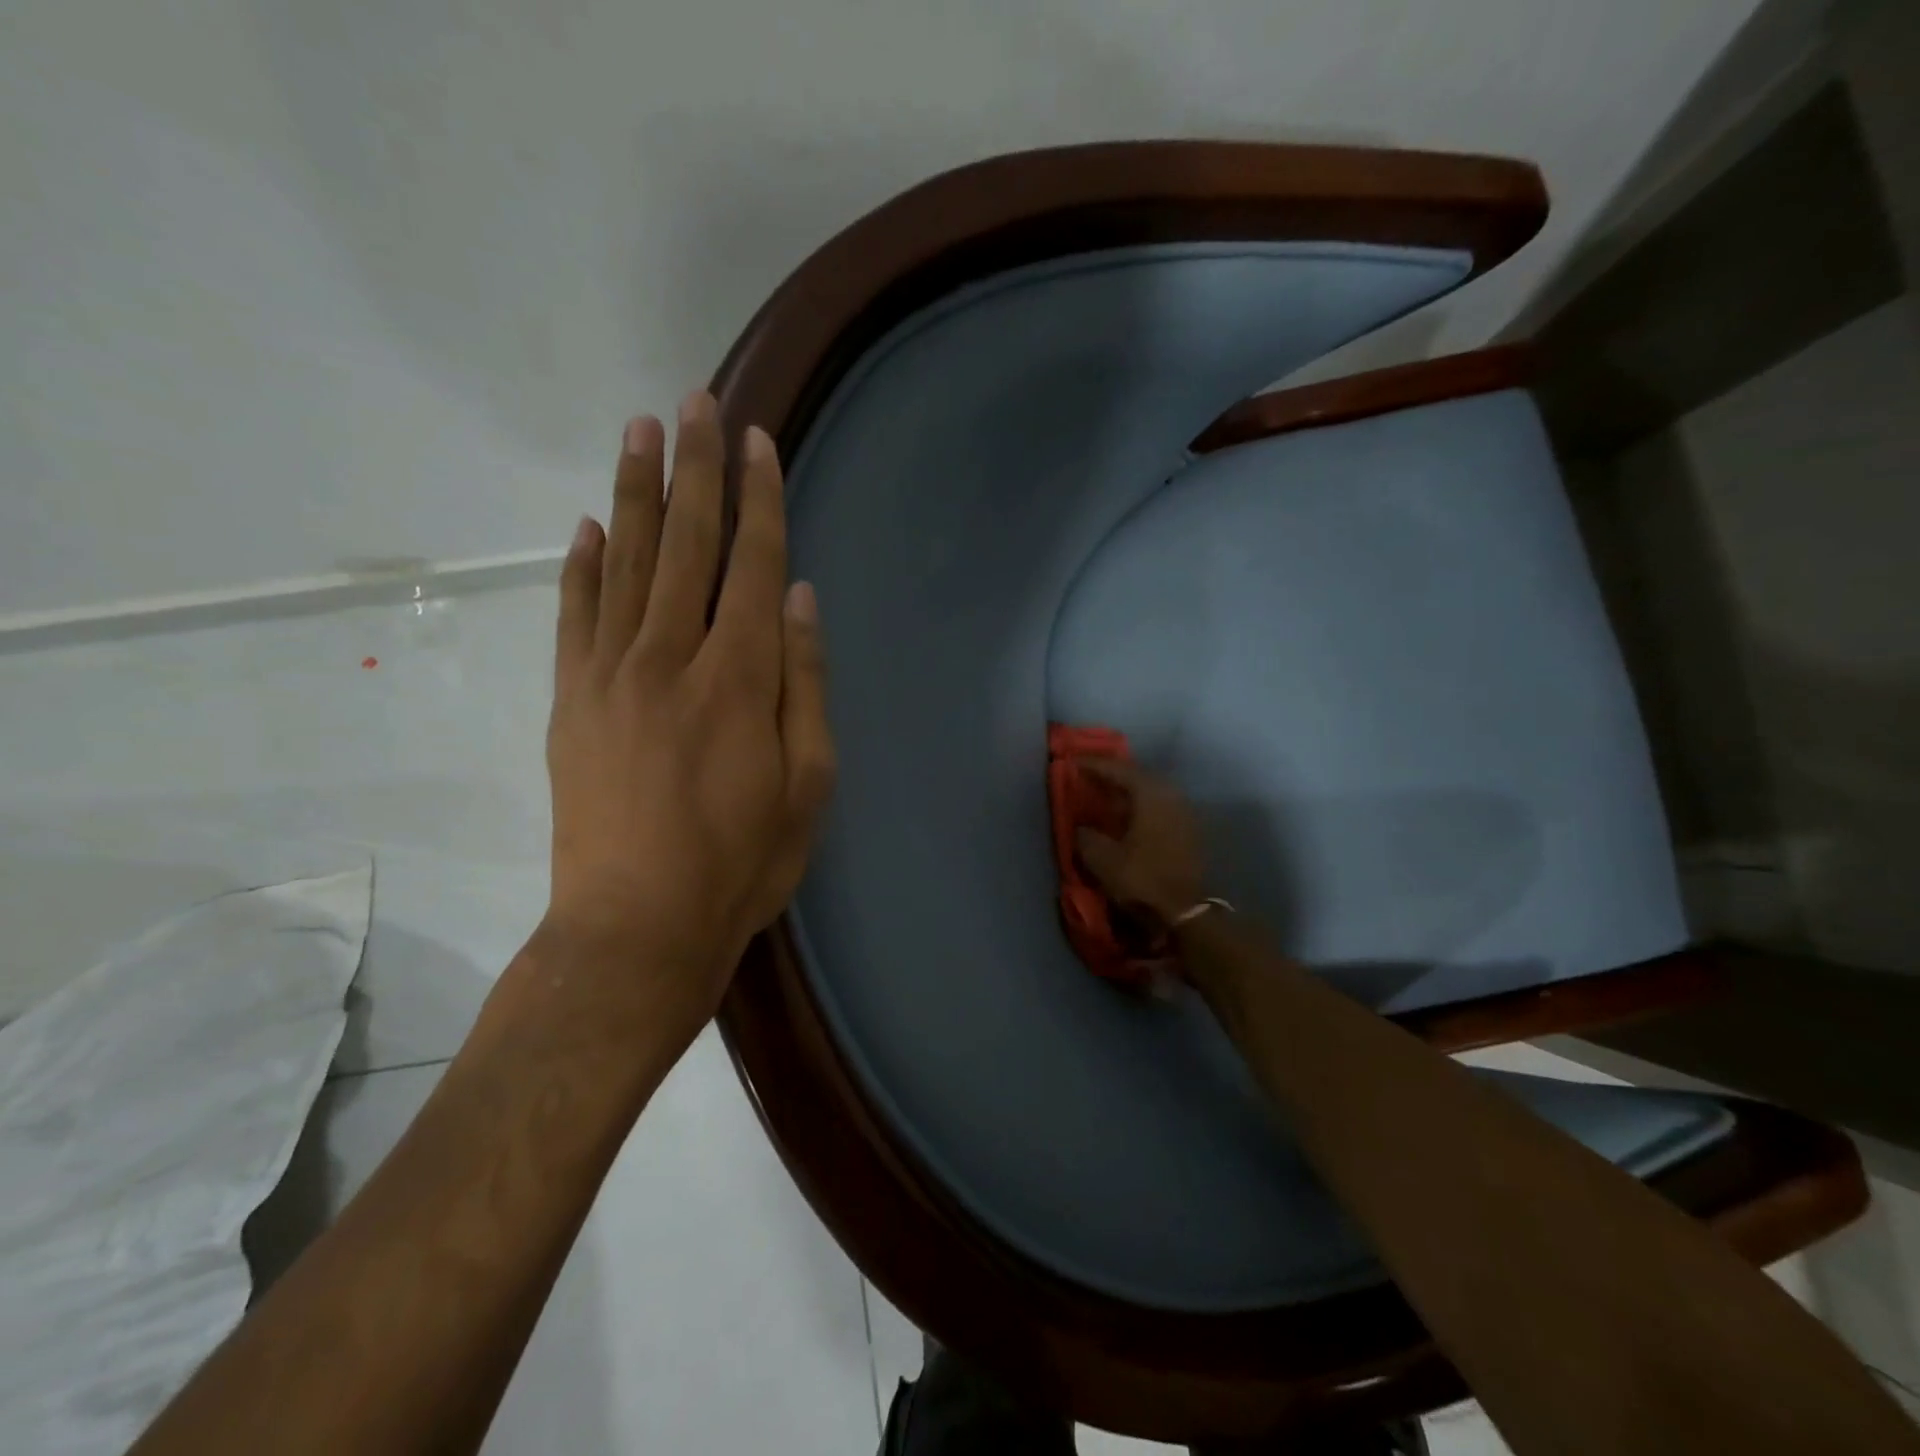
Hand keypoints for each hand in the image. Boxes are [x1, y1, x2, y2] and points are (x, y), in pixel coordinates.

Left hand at [544, 391, 834, 1023]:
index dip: (759, 498)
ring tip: (642, 429)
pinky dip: (582, 565)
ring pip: (627, 561)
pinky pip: (575, 615)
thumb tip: (802, 600)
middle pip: (687, 543)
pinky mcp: (571, 701)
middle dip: (696, 468)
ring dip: (637, 492)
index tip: (757, 439)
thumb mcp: (808, 783)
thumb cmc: (740, 862)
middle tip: (696, 400)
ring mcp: (610, 674)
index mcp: (739, 677)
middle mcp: (671, 656)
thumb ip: (806, 684)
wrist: (635, 927)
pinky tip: (589, 526)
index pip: (753, 564)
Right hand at [1073, 759, 1204, 927]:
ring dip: (1127, 792)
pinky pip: (1158, 807)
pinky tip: (1125, 818)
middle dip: (1112, 775)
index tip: (1072, 762)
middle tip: (1088, 776)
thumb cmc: (1143, 879)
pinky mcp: (1188, 831)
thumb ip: (1086, 836)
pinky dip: (1139, 806)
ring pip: (1150, 791)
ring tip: (1104, 796)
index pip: (1118, 769)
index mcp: (1150, 794)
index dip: (1093, 765)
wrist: (1187, 912)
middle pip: (1138, 775)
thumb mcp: (1102, 859)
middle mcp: (1171, 795)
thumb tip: (1081, 827)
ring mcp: (1183, 812)